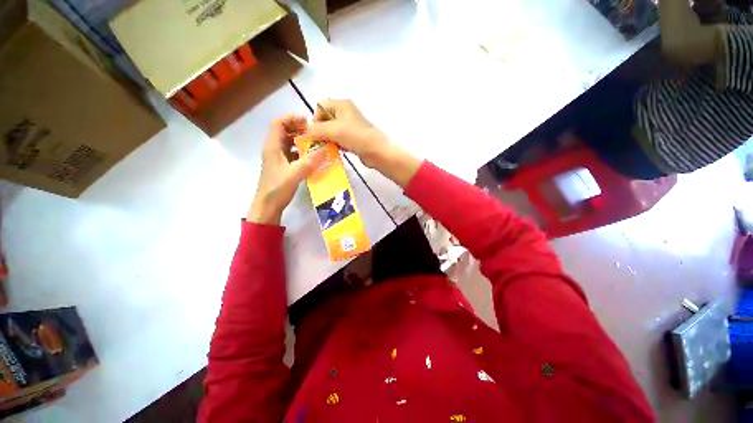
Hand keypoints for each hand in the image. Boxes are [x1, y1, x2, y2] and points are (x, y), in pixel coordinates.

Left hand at [247, 116, 325, 224]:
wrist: (268, 206)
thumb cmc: (277, 188)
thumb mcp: (295, 174)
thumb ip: (310, 161)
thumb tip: (325, 149)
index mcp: (273, 146)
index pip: (278, 123)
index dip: (291, 118)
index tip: (308, 122)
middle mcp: (274, 149)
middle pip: (284, 131)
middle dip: (299, 129)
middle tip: (315, 133)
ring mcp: (278, 158)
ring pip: (289, 142)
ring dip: (301, 140)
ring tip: (316, 143)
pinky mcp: (283, 166)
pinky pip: (292, 153)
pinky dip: (301, 152)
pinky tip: (312, 157)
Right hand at [307, 99, 388, 168]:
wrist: (376, 151)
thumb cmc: (356, 137)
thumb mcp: (333, 130)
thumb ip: (316, 130)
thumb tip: (303, 132)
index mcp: (341, 104)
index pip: (320, 106)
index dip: (315, 119)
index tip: (316, 133)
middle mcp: (345, 112)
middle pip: (325, 119)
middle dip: (320, 130)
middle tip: (319, 142)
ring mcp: (350, 126)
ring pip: (332, 130)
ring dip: (327, 139)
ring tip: (326, 148)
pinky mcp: (353, 138)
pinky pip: (339, 139)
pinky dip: (335, 144)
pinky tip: (335, 151)